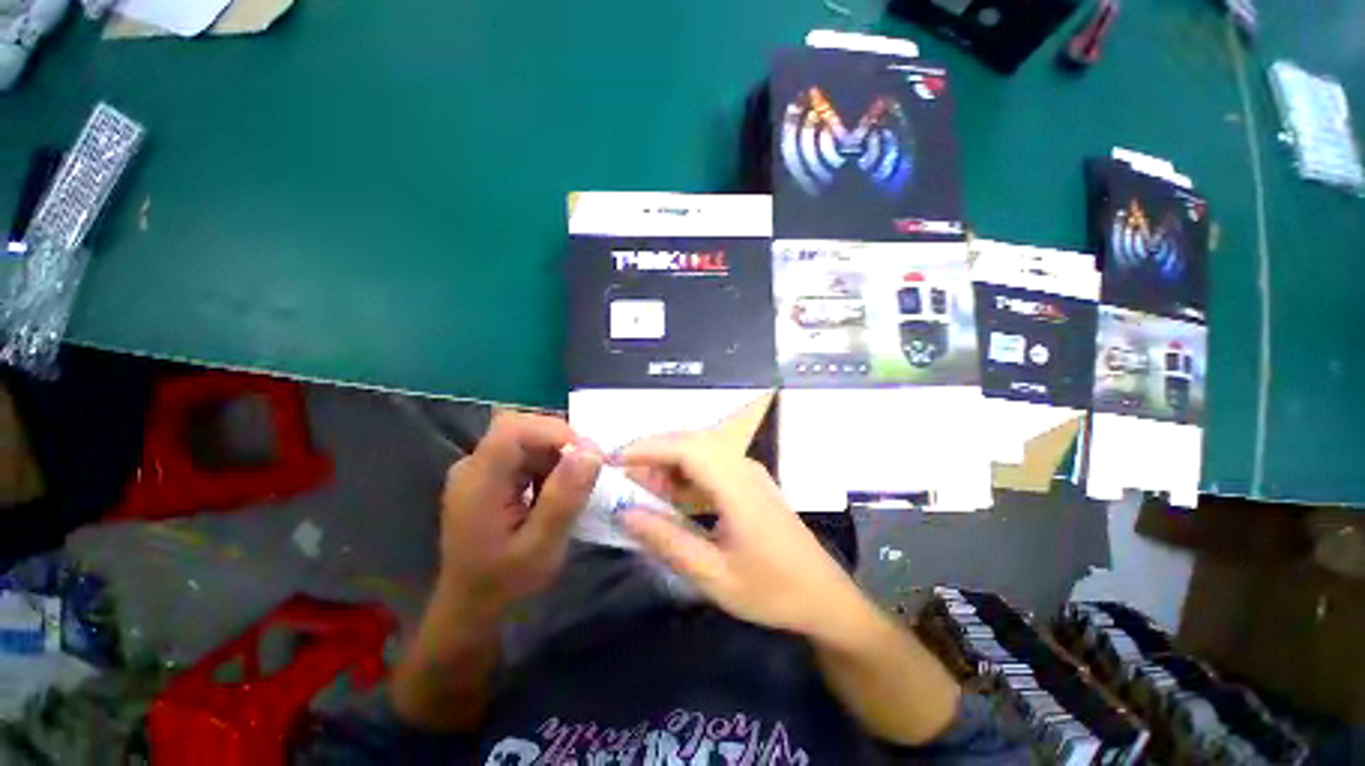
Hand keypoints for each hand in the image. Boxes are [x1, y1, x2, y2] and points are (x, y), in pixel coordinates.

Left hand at [437, 410, 601, 618]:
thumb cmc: (505, 584)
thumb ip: (565, 495)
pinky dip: (547, 465)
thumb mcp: (542, 545)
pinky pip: (524, 454)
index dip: (555, 431)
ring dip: (556, 456)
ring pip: (527, 439)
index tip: (587, 455)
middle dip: (560, 444)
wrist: (471, 610)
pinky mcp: (489, 477)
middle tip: (585, 473)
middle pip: (521, 429)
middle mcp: (473, 466)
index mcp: (478, 481)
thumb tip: (593, 449)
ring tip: (570, 488)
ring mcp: (479, 470)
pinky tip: (553, 492)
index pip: (514, 429)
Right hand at [619, 430, 873, 641]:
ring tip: (639, 484)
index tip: (612, 460)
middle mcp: (743, 466)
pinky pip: (711, 463)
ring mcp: (749, 471)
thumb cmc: (772, 590)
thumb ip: (667, 541)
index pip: (685, 448)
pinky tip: (670, 493)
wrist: (824, 597)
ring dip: (668, 461)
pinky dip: (684, 472)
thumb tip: (625, 513)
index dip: (647, 448)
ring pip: (700, 449)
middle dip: (652, 451)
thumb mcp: (713, 576)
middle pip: (691, 441)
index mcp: (736, 484)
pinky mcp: (750, 481)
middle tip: (619, 472)